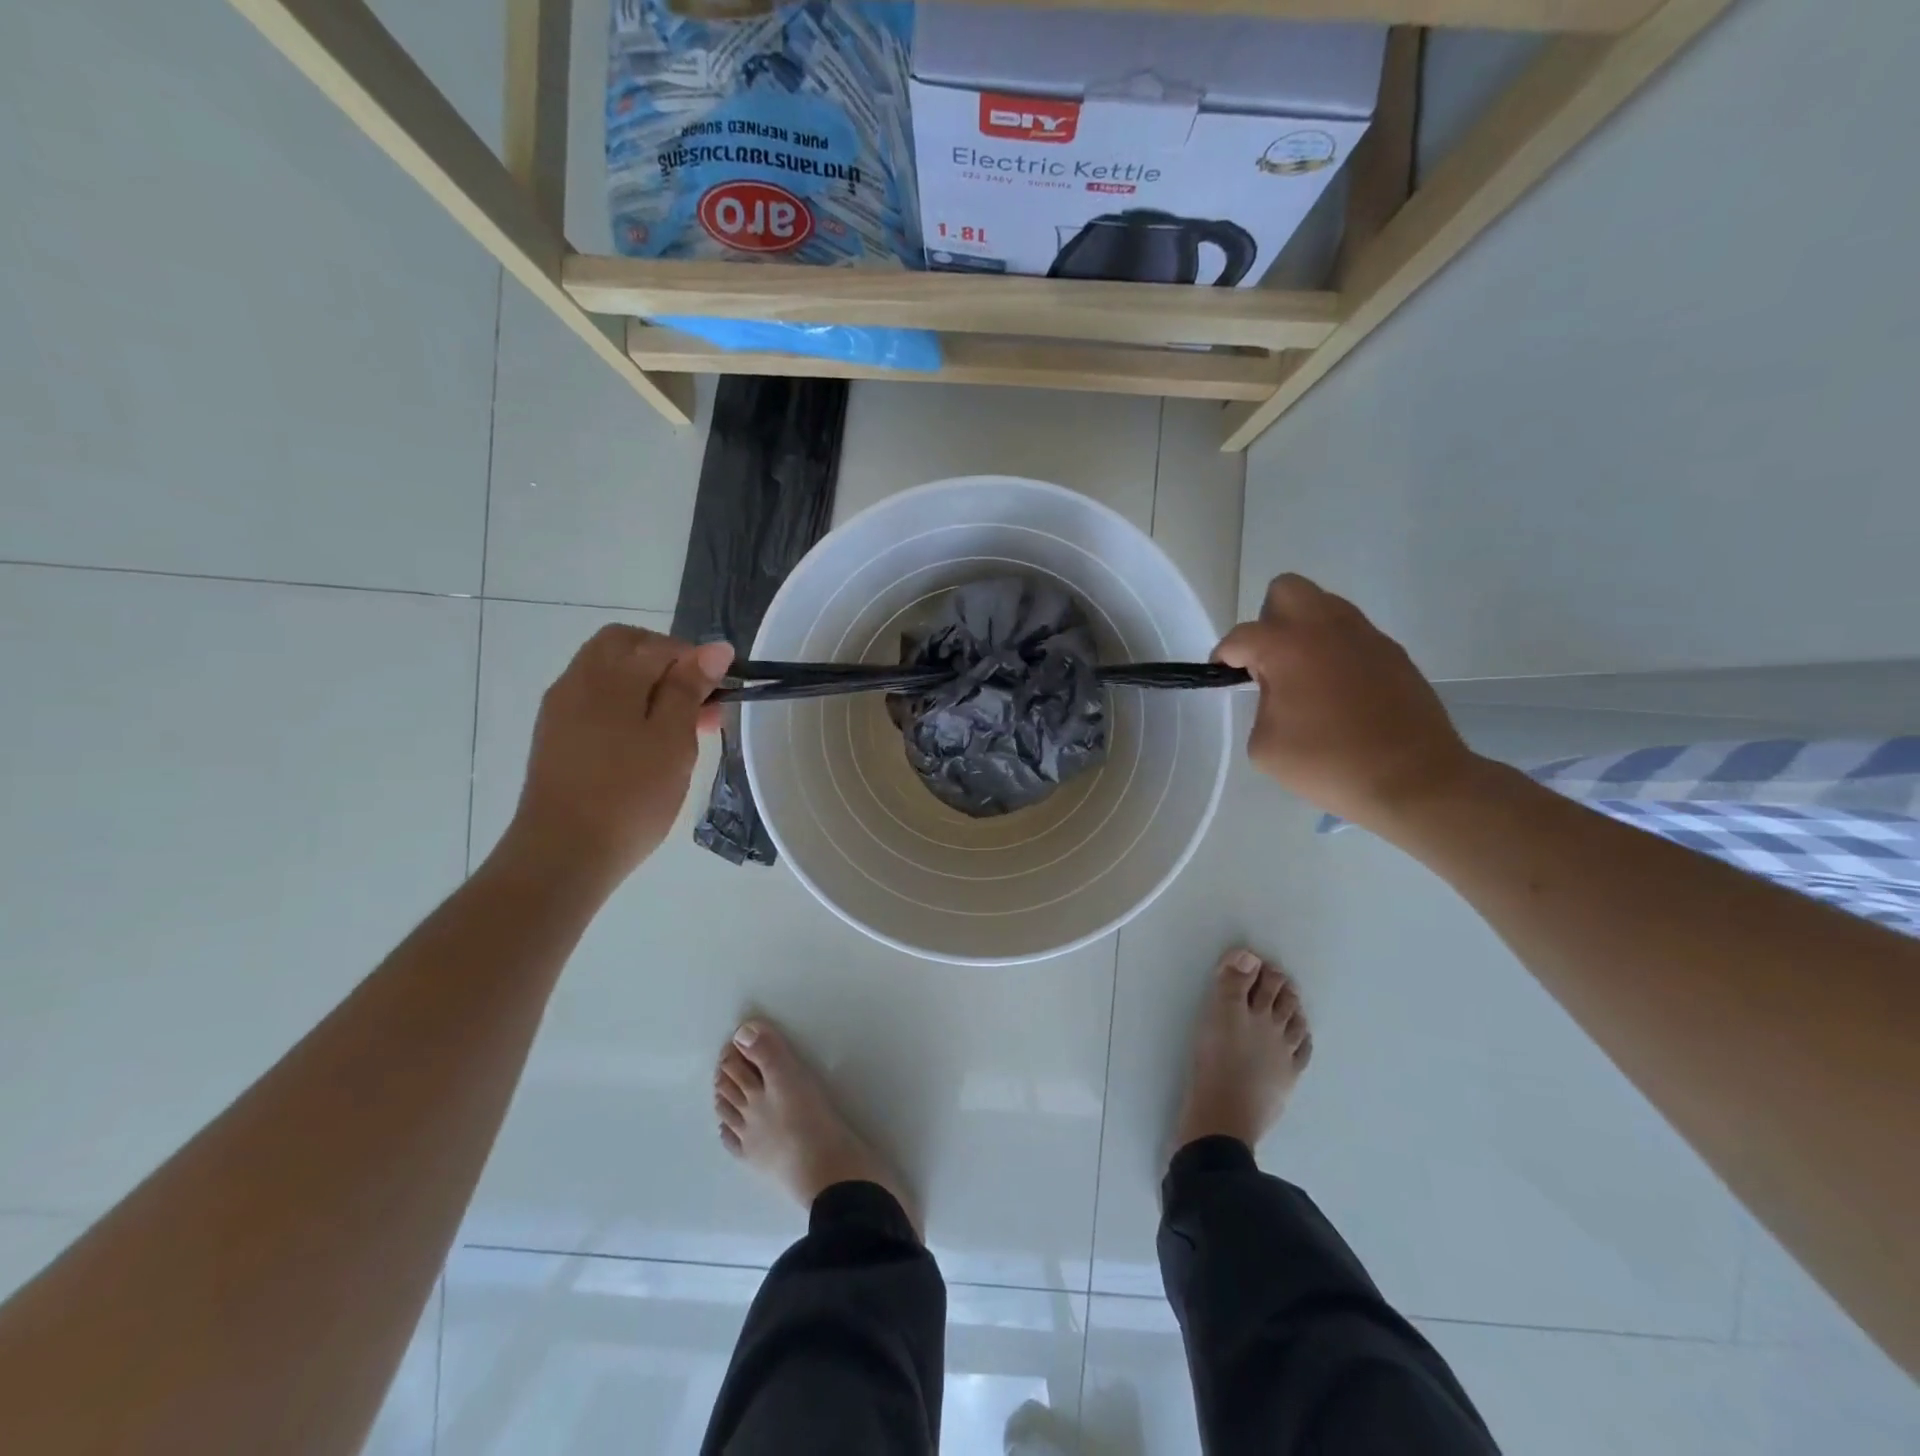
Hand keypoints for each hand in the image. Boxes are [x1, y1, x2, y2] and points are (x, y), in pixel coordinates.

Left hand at [500, 625, 733, 888]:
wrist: (563, 853)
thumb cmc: (629, 795)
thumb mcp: (673, 740)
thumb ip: (690, 689)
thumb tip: (715, 647)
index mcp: (610, 676)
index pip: (659, 645)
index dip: (695, 660)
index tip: (719, 694)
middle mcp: (578, 680)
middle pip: (624, 646)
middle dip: (665, 663)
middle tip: (697, 702)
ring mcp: (561, 709)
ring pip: (608, 674)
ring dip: (646, 686)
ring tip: (679, 730)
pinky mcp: (555, 736)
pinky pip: (595, 701)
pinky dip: (624, 706)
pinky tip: (645, 744)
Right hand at [1214, 575, 1476, 831]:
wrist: (1412, 779)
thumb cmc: (1327, 763)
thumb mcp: (1265, 744)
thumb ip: (1260, 705)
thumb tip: (1277, 692)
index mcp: (1286, 646)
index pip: (1241, 636)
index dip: (1225, 656)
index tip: (1225, 677)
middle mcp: (1325, 627)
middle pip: (1286, 590)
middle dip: (1268, 619)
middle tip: (1269, 661)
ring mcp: (1365, 636)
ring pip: (1324, 607)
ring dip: (1305, 631)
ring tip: (1304, 677)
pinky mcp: (1393, 653)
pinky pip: (1352, 635)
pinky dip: (1336, 652)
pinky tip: (1339, 692)